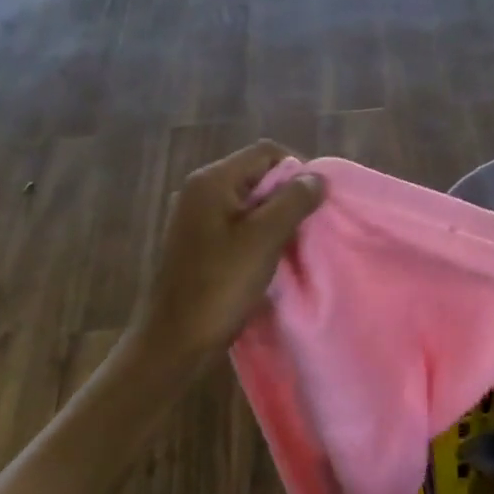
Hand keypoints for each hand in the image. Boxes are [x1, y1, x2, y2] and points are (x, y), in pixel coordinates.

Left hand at [129, 141, 324, 364]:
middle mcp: (200, 190)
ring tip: (293, 242)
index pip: (265, 153)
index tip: (316, 201)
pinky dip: (259, 233)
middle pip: (257, 175)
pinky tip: (271, 257)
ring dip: (275, 216)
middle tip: (308, 225)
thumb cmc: (220, 285)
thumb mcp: (264, 239)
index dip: (297, 169)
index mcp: (212, 181)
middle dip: (287, 195)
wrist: (175, 340)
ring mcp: (196, 217)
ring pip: (250, 201)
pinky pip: (238, 223)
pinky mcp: (198, 242)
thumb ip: (293, 202)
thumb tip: (317, 177)